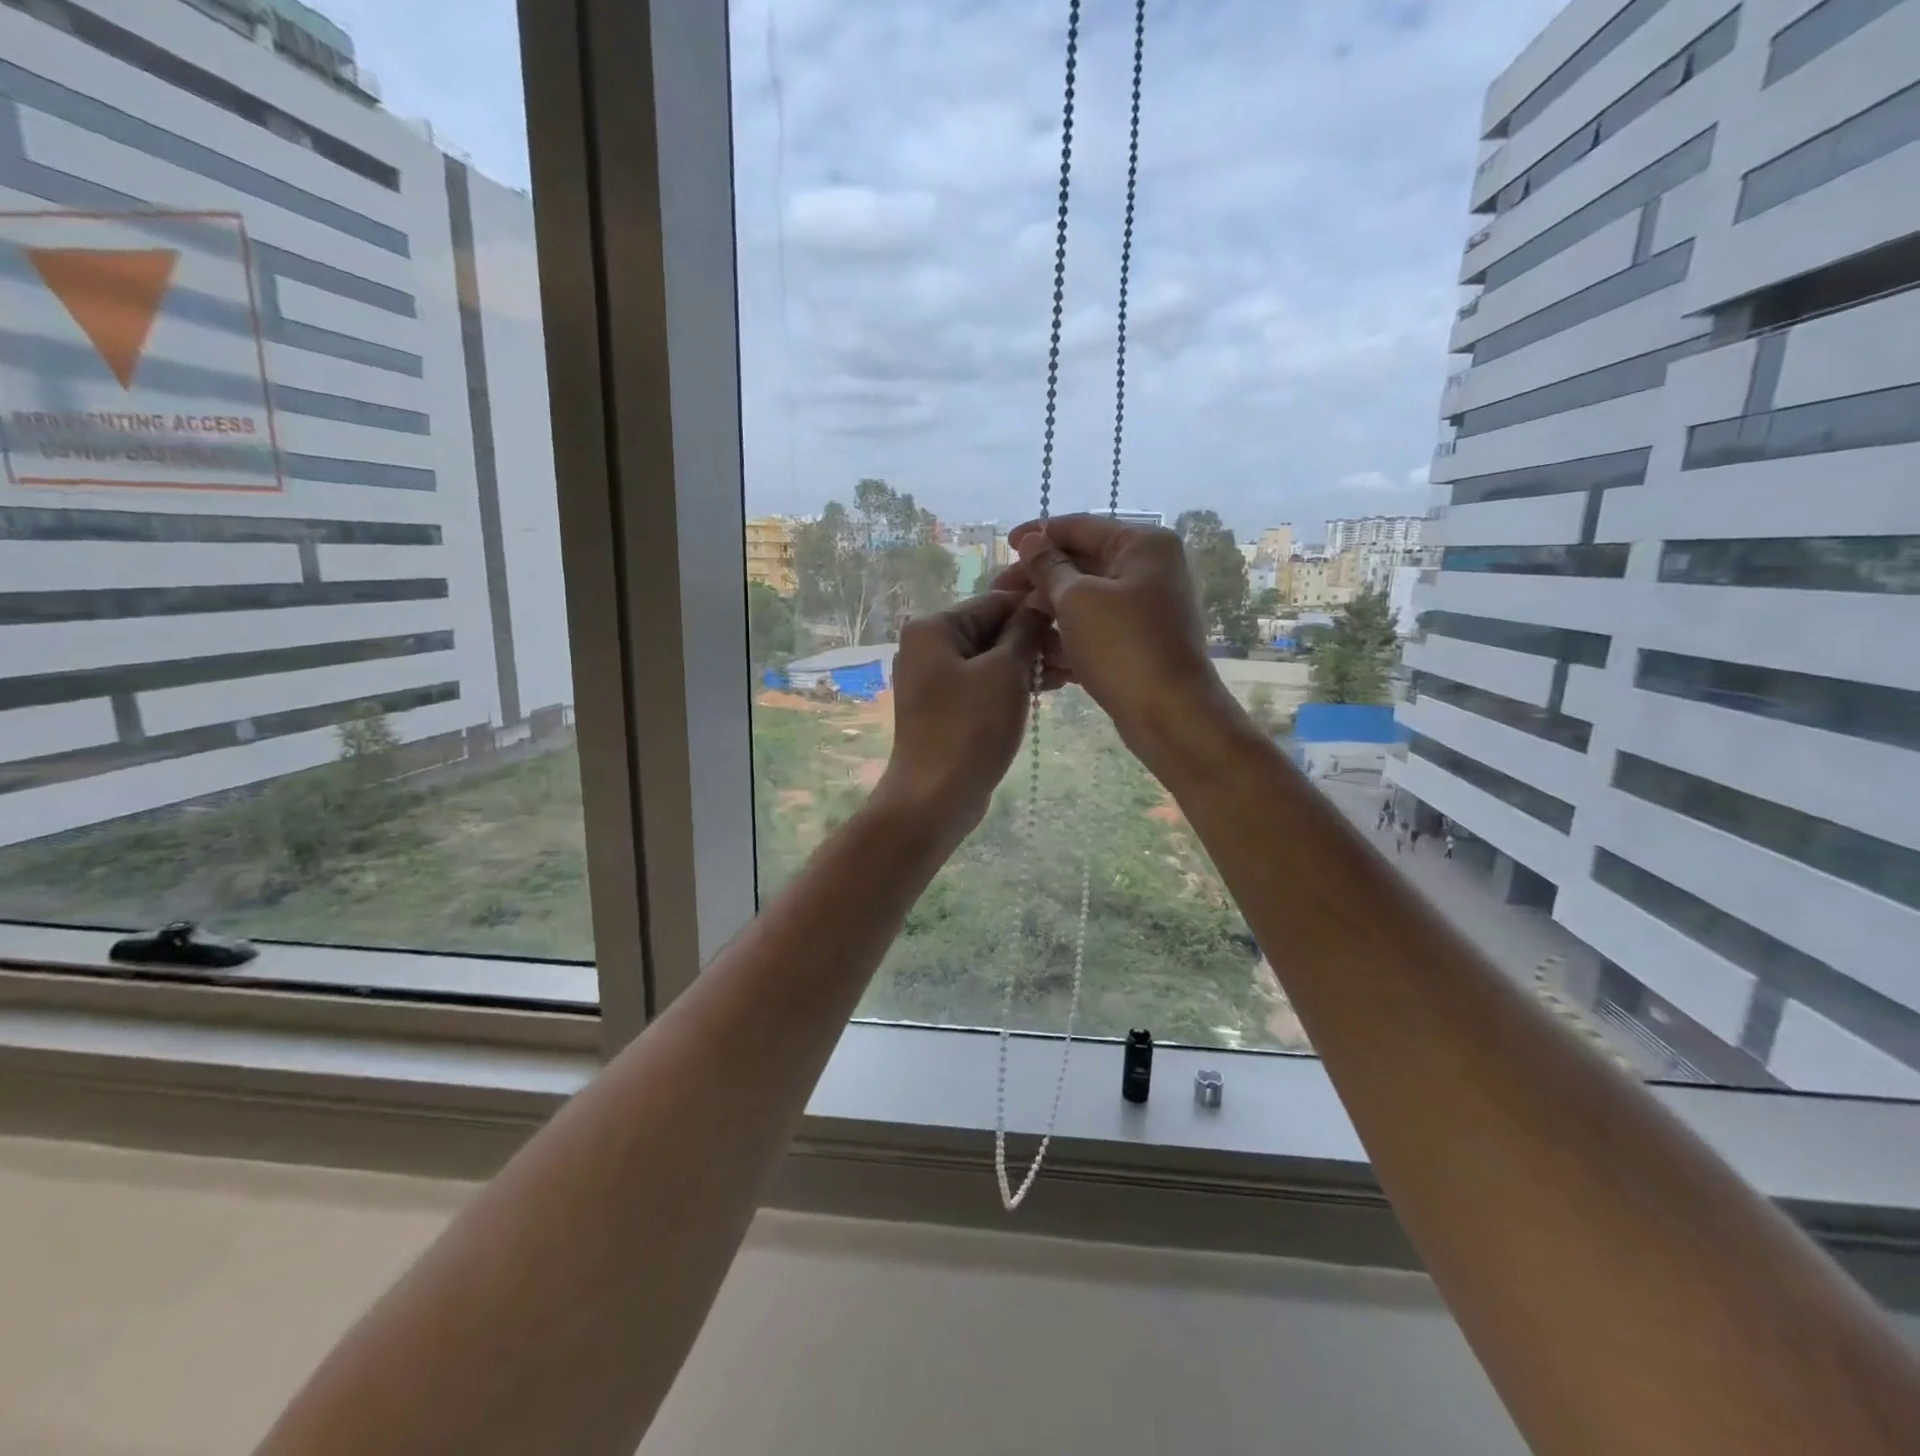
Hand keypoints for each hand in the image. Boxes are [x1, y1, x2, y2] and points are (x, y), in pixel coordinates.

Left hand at [875, 592, 1055, 839]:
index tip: (1076, 624)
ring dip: (1028, 663)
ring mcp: (933, 679)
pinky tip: (1045, 691)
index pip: (995, 601)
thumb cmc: (970, 728)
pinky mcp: (944, 707)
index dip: (1037, 610)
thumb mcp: (1006, 671)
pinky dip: (1011, 684)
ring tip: (1069, 676)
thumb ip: (1025, 630)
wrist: (935, 797)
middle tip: (1077, 657)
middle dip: (1034, 640)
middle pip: (991, 629)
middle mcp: (927, 646)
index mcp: (934, 627)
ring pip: (990, 658)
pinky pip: (983, 683)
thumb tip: (1042, 599)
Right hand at [996, 515, 1243, 772]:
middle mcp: (1147, 570)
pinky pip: (1094, 632)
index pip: (1081, 527)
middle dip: (1038, 581)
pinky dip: (1067, 641)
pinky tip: (1036, 657)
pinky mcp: (1136, 644)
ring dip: (1047, 614)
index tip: (1005, 545)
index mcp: (1142, 545)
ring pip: (1084, 602)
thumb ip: (1049, 567)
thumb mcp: (1077, 600)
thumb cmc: (1123, 647)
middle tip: (998, 595)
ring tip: (1012, 628)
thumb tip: (1031, 541)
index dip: (1040, 534)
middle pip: (1081, 565)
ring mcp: (1144, 609)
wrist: (1170, 714)